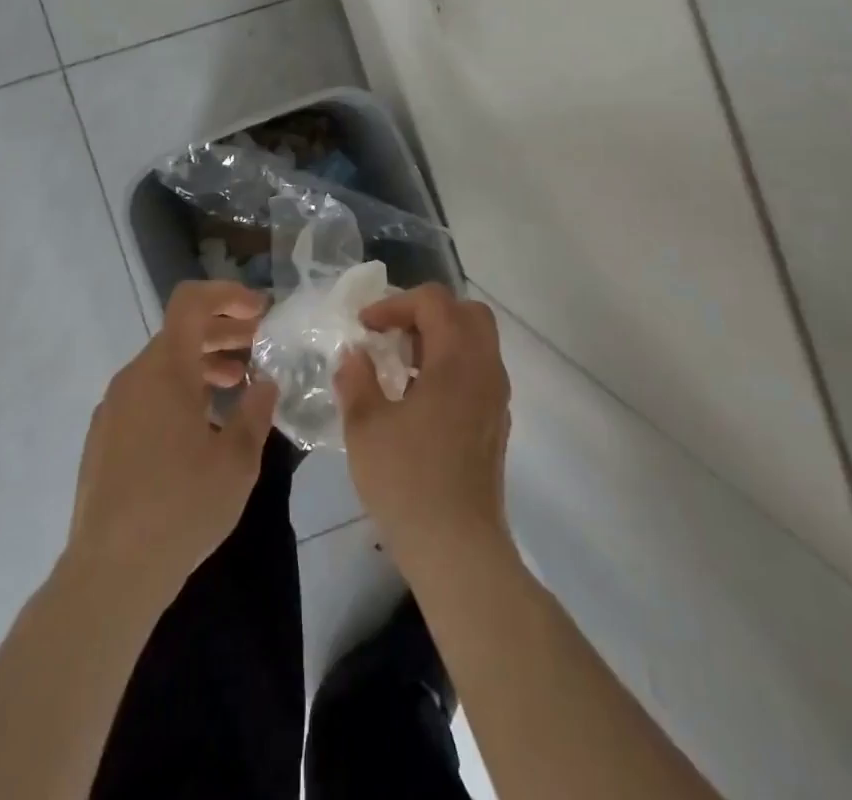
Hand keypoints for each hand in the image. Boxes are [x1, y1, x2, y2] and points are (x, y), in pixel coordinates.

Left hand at [64, 281, 276, 603]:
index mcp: (165, 370)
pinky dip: (178, 391)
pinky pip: (146, 394)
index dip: (228, 295)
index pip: (191, 302)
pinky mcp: (104, 436)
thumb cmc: (181, 507)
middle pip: (180, 332)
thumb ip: (255, 412)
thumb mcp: (237, 460)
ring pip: (163, 366)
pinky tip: (202, 428)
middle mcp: (134, 377)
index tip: (260, 312)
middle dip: (223, 333)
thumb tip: (264, 384)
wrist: (110, 573)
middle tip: (260, 348)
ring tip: (237, 387)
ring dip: (202, 364)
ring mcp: (114, 407)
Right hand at [334, 284, 511, 563]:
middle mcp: (485, 369)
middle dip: (426, 313)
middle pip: (466, 313)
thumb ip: (357, 379)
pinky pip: (478, 372)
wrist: (459, 550)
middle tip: (392, 336)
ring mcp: (496, 398)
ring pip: (476, 343)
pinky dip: (450, 367)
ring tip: (399, 367)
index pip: (434, 301)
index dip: (395, 304)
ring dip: (439, 340)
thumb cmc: (408, 481)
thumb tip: (354, 354)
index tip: (364, 328)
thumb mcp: (366, 426)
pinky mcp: (496, 424)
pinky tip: (418, 400)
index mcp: (457, 359)